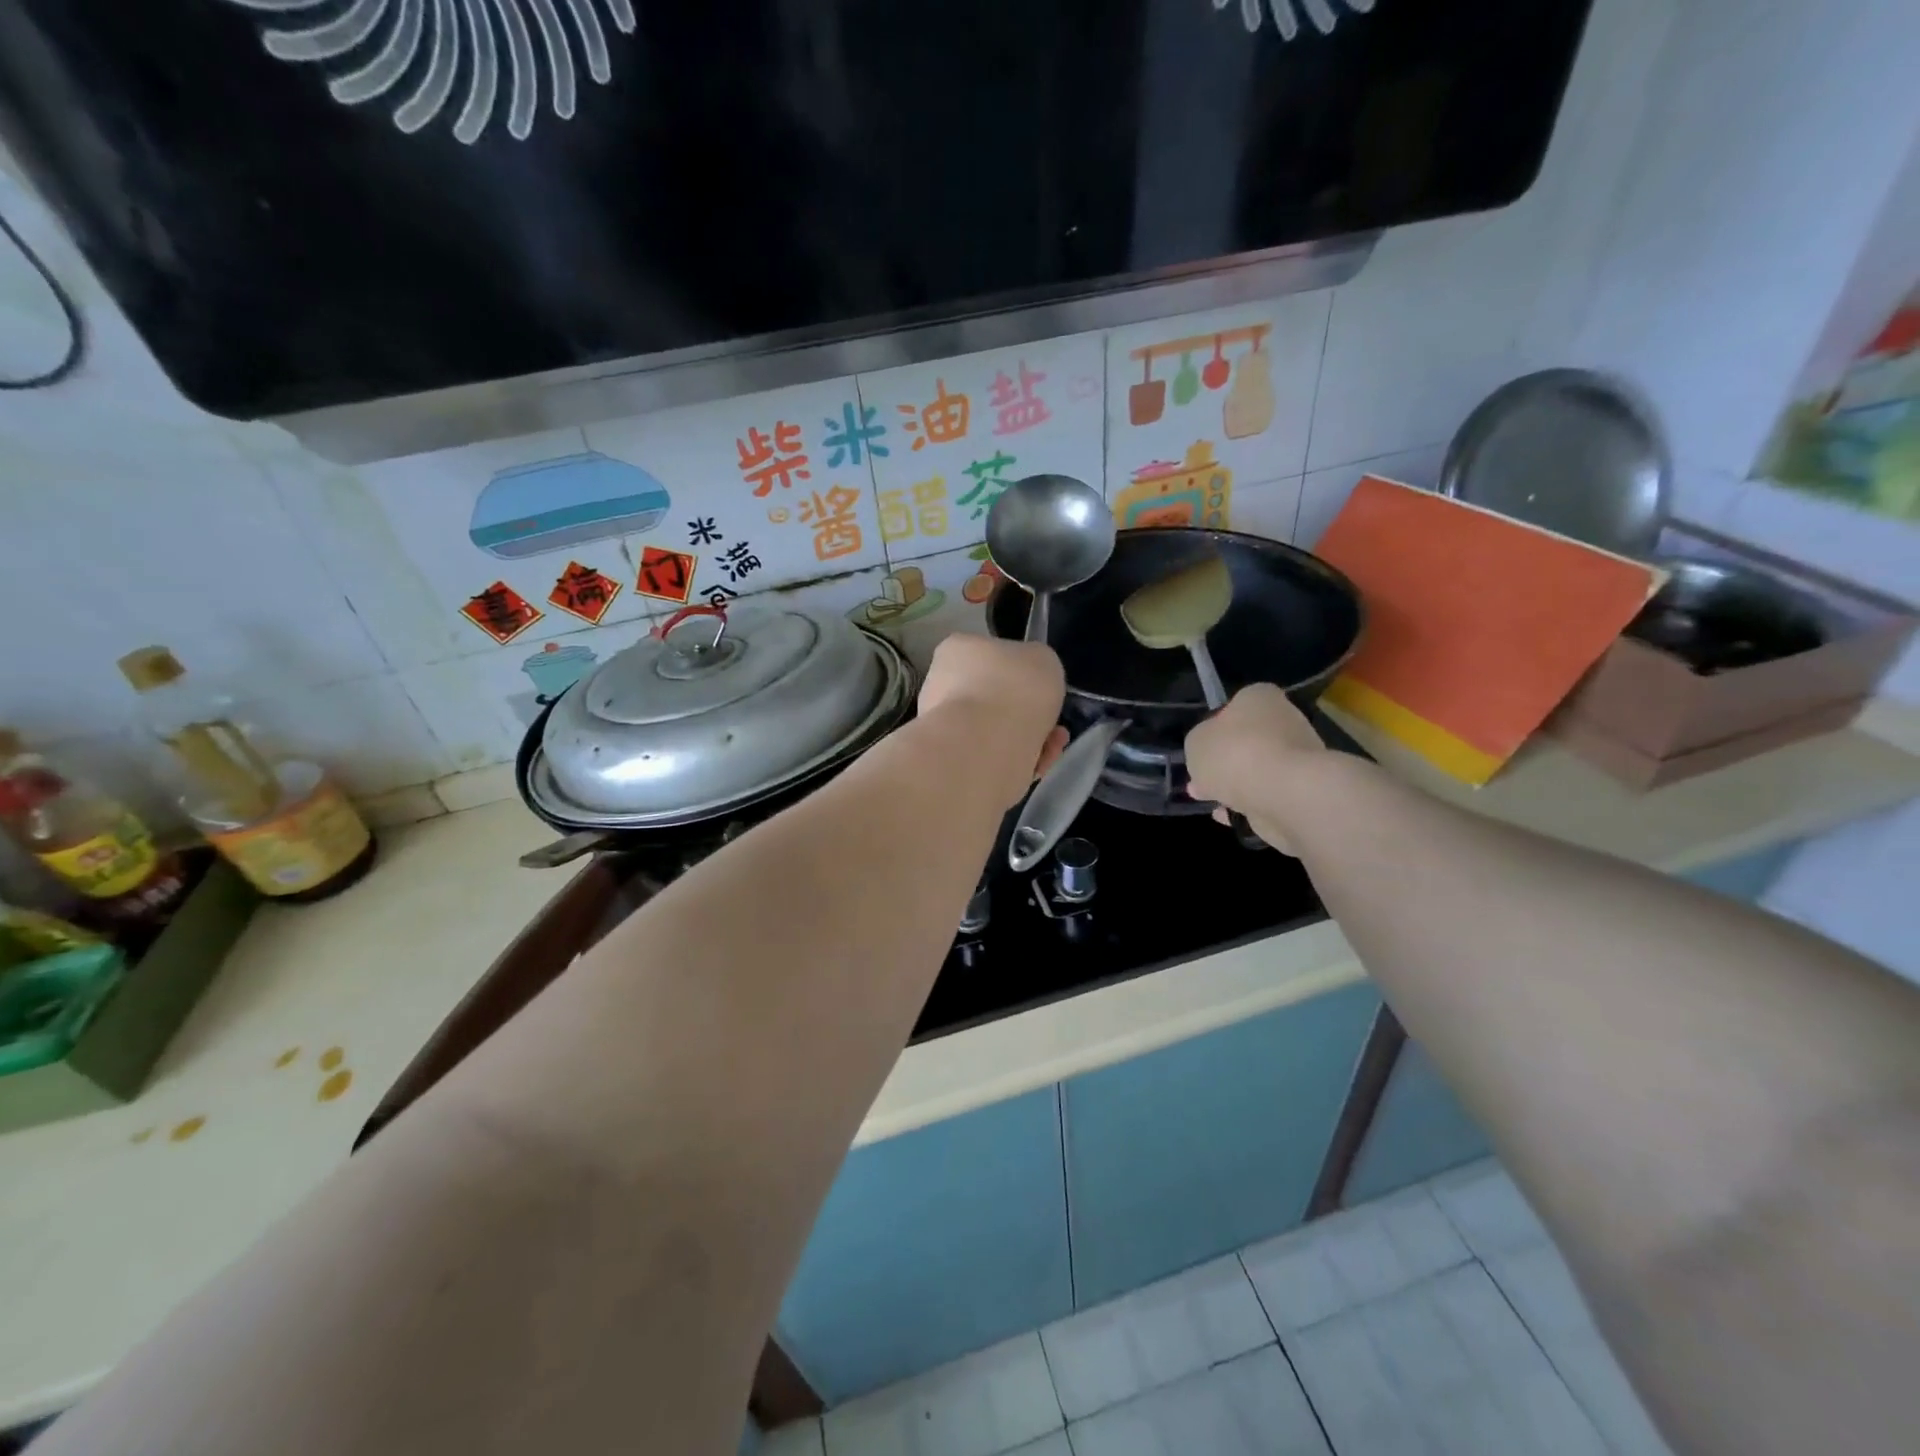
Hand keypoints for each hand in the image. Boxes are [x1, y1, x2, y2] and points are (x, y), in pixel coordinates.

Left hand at [918, 633, 1068, 802]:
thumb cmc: (1014, 688)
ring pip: (997, 733)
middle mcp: (940, 686)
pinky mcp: (953, 764)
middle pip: (994, 699)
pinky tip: (1038, 764)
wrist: (986, 746)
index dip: (1021, 673)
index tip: (1041, 689)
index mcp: (956, 651)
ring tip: (1052, 746)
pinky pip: (994, 759)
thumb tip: (1030, 679)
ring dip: (1029, 739)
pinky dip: (1019, 762)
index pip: (989, 657)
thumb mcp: (1043, 658)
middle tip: (1053, 724)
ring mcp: (943, 728)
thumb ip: (1035, 665)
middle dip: (1027, 714)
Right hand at [1184, 684, 1326, 851]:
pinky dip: (1249, 804)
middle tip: (1201, 778)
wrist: (1284, 793)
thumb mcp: (1196, 742)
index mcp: (1259, 698)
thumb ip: (1199, 744)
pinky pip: (1267, 795)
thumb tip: (1208, 752)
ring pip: (1258, 769)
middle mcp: (1285, 720)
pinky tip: (1229, 816)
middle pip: (1248, 739)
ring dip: (1236, 784)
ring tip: (1211, 801)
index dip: (1216, 726)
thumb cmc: (1235, 753)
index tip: (1203, 747)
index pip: (1235, 705)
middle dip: (1225, 760)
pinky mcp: (1303, 789)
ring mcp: (1299, 756)